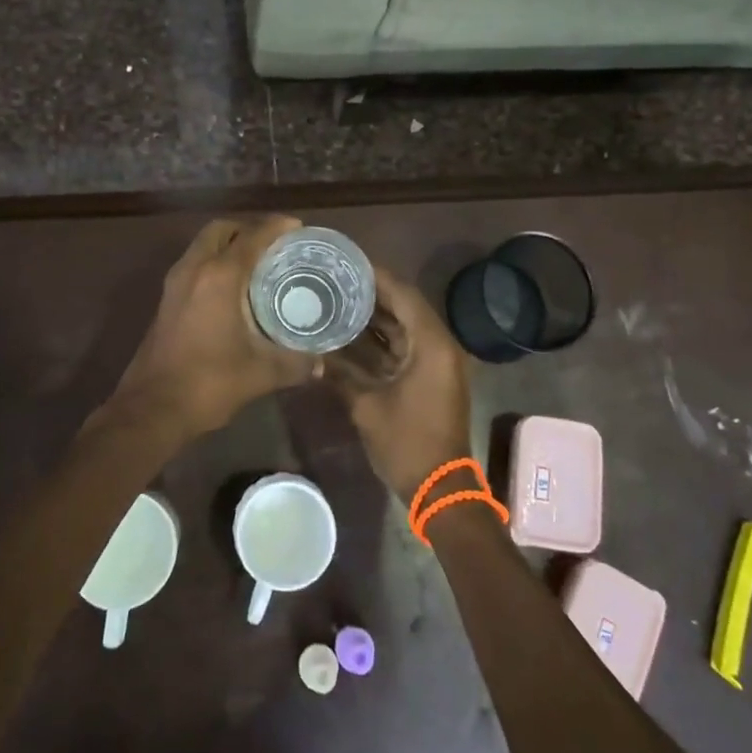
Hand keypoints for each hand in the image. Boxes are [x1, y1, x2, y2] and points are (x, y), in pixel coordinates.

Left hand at [117, 216, 317, 437]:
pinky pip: (194, 264)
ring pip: (203, 245)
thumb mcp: (261, 373)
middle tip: (274, 244)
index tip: (297, 227)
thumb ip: (295, 363)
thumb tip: (321, 364)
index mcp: (219, 276)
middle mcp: (194, 269)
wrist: (152, 408)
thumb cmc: (208, 382)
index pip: (252, 237)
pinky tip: (234, 288)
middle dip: (248, 229)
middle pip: (221, 230)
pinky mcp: (167, 299)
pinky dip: (214, 262)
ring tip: (257, 263)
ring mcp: (175, 283)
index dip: (276, 227)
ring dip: (228, 244)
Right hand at [334, 267, 472, 502]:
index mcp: (431, 344)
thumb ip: (340, 373)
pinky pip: (404, 347)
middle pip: (404, 307)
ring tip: (338, 300)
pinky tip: (350, 335)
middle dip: (372, 294)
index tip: (347, 263)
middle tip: (337, 280)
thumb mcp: (367, 406)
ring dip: (375, 317)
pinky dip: (381, 341)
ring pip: (403, 328)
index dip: (376, 277)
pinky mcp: (430, 378)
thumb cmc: (407, 443)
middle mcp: (438, 345)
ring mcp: (436, 362)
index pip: (403, 295)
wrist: (440, 489)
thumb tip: (311, 352)